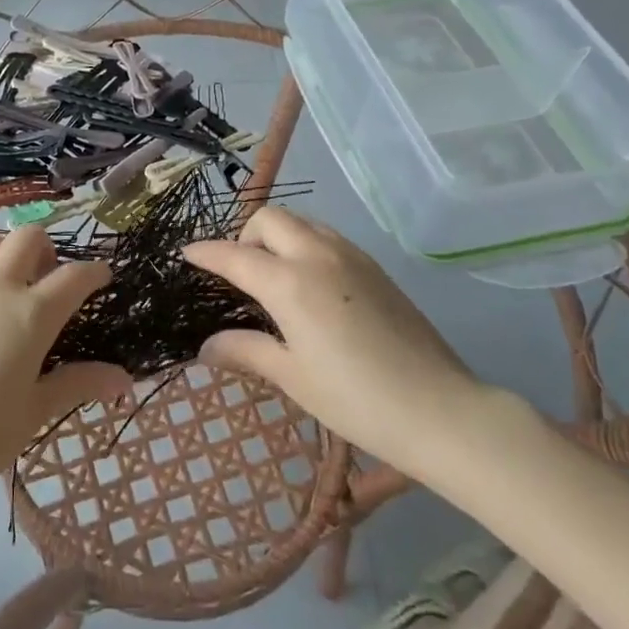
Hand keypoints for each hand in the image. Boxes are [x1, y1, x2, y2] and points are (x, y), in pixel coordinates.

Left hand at [0, 228, 131, 504]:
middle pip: (28, 237)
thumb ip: (79, 383)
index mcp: (32, 313)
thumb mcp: (35, 411)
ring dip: (7, 249)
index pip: (74, 276)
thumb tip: (126, 379)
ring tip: (11, 283)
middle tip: (51, 280)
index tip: (103, 277)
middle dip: (49, 249)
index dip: (94, 272)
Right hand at [184, 208, 491, 479]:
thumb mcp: (293, 377)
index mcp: (290, 283)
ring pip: (302, 222)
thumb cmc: (357, 399)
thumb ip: (246, 351)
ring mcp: (352, 256)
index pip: (235, 255)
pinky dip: (305, 244)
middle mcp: (318, 255)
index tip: (187, 253)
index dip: (206, 253)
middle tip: (239, 274)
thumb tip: (206, 346)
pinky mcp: (375, 267)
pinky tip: (311, 285)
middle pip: (270, 219)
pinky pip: (327, 237)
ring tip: (274, 277)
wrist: (442, 409)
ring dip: (278, 236)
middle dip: (245, 235)